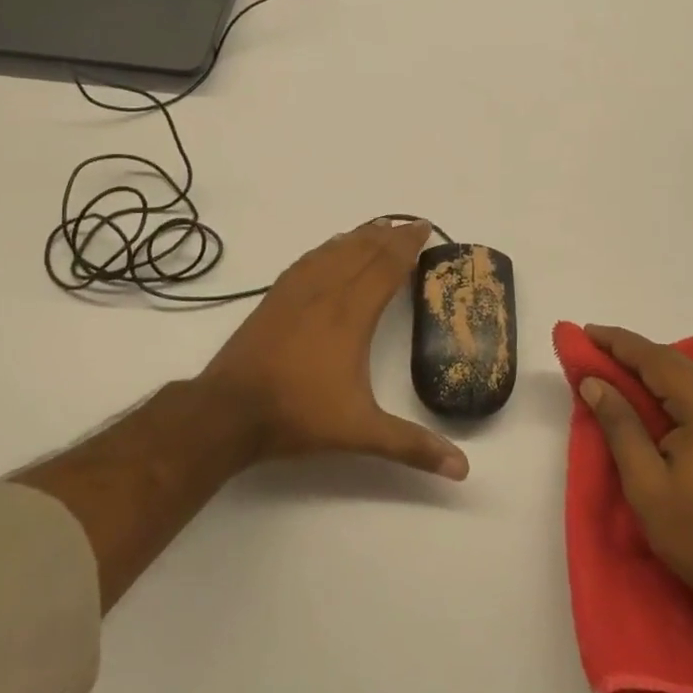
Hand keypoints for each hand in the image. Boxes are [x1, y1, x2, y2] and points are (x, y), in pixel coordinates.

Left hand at [197, 219, 468, 479]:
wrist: (229, 410)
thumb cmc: (299, 414)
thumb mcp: (361, 433)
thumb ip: (412, 446)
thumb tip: (463, 469)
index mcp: (352, 314)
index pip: (386, 266)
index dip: (407, 245)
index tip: (424, 228)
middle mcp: (326, 292)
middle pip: (362, 251)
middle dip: (389, 234)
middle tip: (409, 223)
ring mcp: (296, 292)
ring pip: (334, 251)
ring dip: (359, 236)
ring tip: (376, 227)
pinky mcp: (273, 298)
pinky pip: (307, 260)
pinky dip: (326, 248)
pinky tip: (329, 249)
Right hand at [578, 324, 692, 613]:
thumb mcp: (645, 483)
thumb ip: (620, 425)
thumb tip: (593, 382)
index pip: (656, 360)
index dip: (619, 344)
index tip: (585, 332)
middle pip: (673, 361)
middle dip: (631, 350)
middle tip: (592, 347)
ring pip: (686, 373)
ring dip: (648, 364)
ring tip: (611, 364)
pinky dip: (667, 381)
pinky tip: (647, 389)